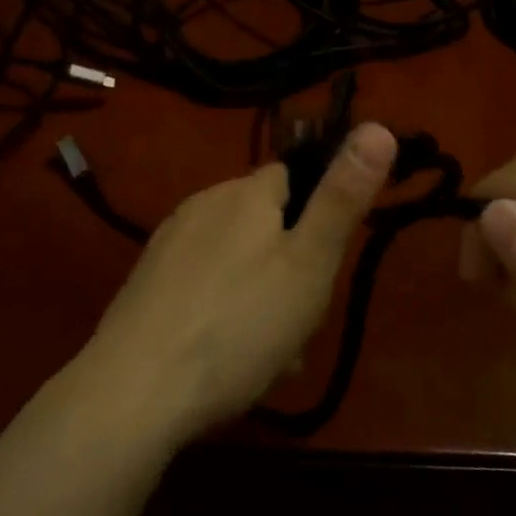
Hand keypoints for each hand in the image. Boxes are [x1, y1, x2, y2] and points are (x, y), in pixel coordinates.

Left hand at [75, 124, 397, 445]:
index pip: (294, 177)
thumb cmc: (238, 325)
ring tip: (267, 357)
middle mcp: (204, 203)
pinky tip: (224, 357)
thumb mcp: (309, 265)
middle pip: (264, 222)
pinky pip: (202, 283)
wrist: (136, 389)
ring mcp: (170, 241)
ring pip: (235, 258)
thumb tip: (379, 126)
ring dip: (259, 294)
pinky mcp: (147, 279)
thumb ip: (342, 198)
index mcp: (245, 192)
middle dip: (289, 266)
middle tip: (299, 326)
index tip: (324, 267)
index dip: (317, 218)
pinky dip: (222, 309)